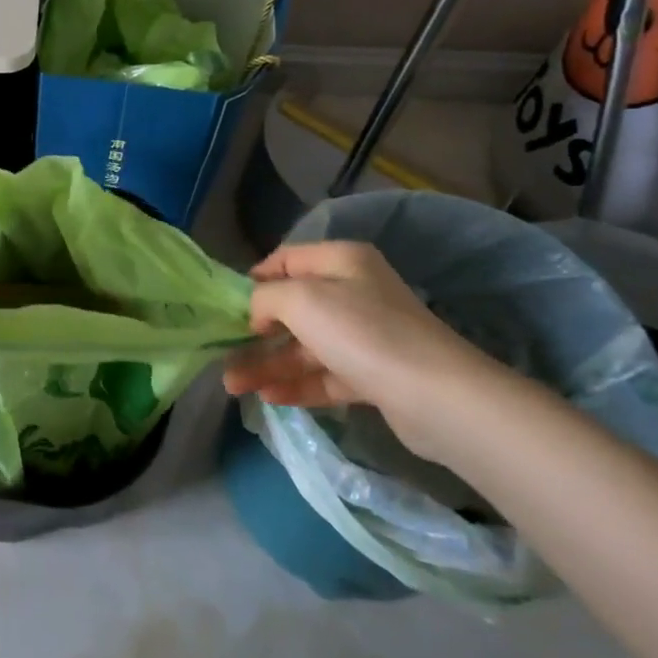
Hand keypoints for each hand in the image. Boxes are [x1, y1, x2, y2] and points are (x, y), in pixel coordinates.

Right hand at [222, 240, 505, 461]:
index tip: (228, 304)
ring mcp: (365, 337)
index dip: (255, 278)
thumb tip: (258, 312)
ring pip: (305, 347)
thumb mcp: (301, 299)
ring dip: (267, 364)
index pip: (287, 259)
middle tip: (223, 353)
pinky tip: (267, 398)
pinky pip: (324, 376)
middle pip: (293, 309)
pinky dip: (296, 385)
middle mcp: (355, 293)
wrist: (434, 395)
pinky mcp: (372, 376)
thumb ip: (266, 297)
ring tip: (233, 386)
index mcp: (341, 262)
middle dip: (255, 332)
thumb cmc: (361, 331)